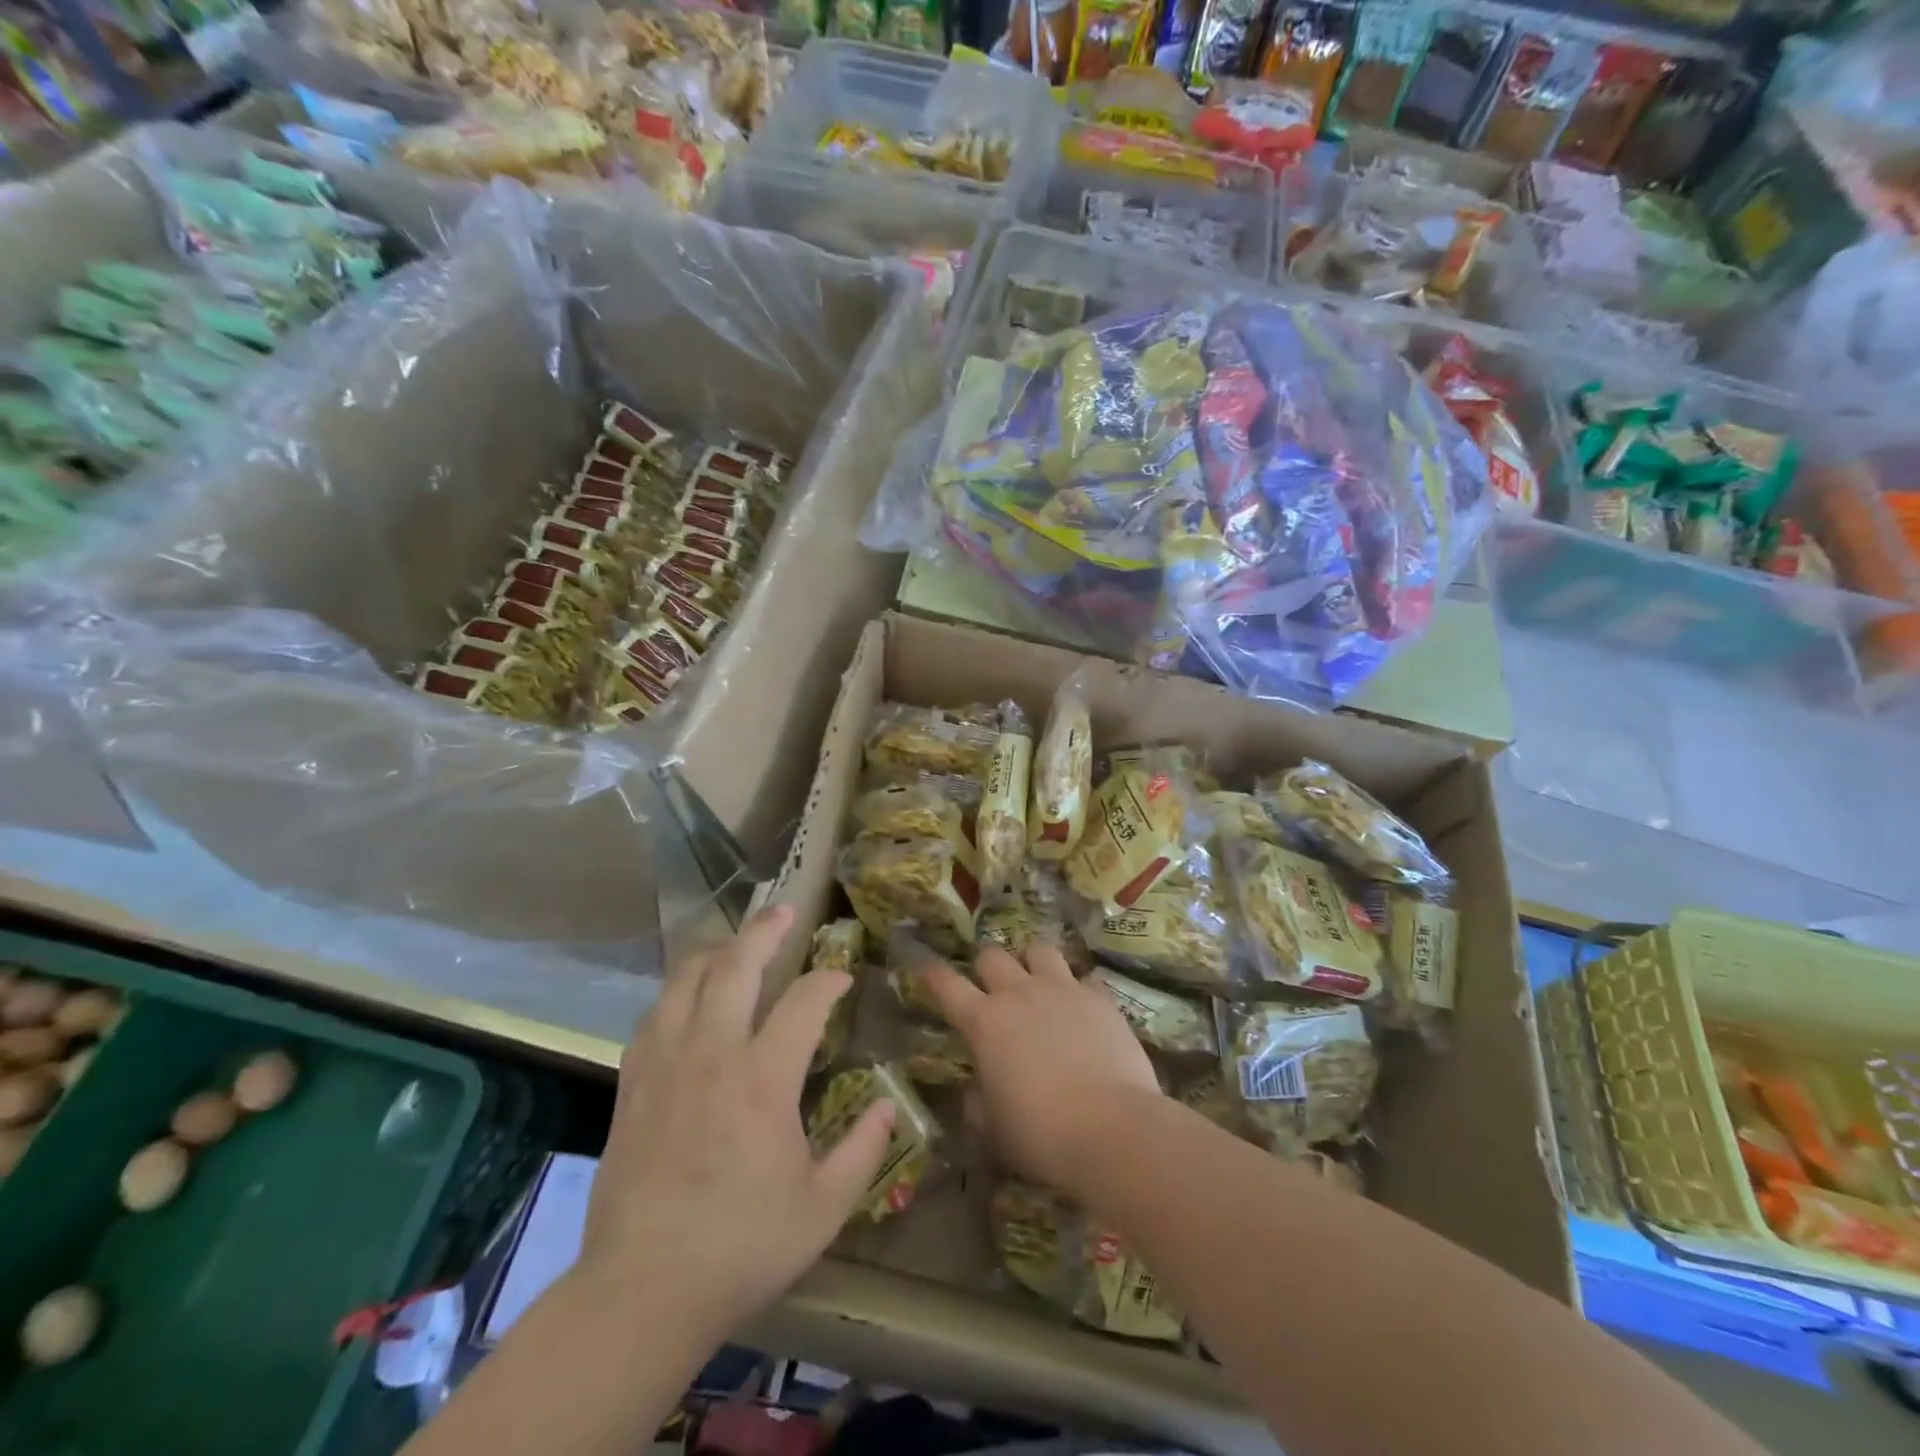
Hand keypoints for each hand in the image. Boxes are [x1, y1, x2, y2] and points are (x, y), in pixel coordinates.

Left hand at [581, 905, 894, 1337]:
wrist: (641, 1290)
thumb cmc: (742, 1247)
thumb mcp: (823, 1209)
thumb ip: (863, 1151)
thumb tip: (886, 1105)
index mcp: (764, 1080)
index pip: (805, 1002)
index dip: (828, 980)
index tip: (842, 978)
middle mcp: (713, 1054)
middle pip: (736, 966)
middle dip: (765, 930)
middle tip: (785, 910)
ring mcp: (666, 1064)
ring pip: (686, 979)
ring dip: (716, 951)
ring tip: (736, 943)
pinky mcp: (632, 1083)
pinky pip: (653, 1015)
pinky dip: (677, 992)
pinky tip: (687, 997)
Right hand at [923, 943, 1160, 1192]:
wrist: (1112, 1129)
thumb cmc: (1041, 1134)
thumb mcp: (994, 1129)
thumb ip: (978, 1102)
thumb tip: (976, 1090)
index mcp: (984, 1023)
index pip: (947, 985)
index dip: (933, 974)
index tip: (927, 966)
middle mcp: (1019, 994)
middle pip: (992, 955)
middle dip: (986, 965)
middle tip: (991, 985)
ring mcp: (1063, 989)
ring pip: (1039, 950)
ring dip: (1032, 961)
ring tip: (1038, 980)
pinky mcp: (1100, 998)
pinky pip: (1084, 978)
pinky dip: (1079, 988)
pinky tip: (1083, 1007)